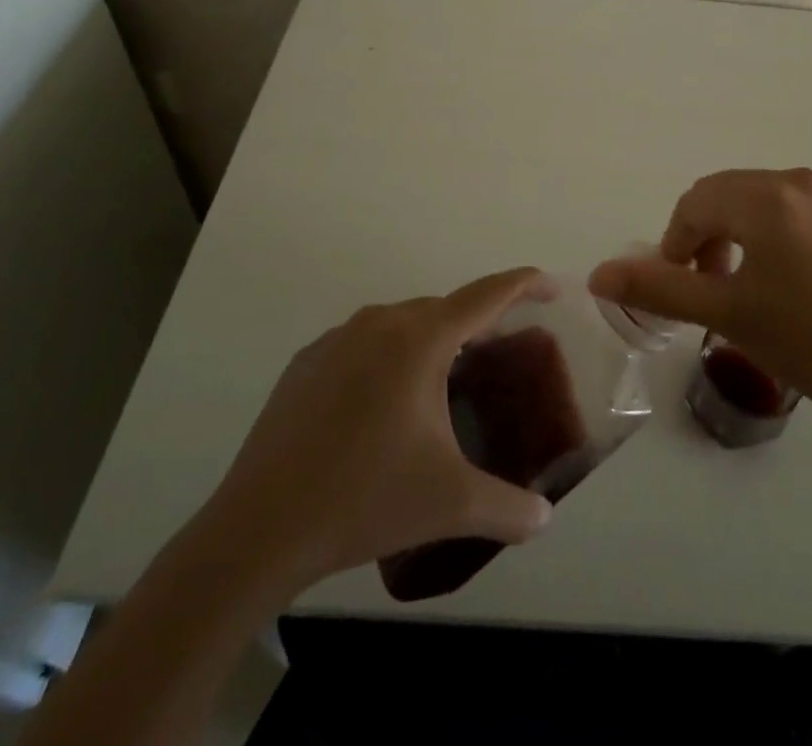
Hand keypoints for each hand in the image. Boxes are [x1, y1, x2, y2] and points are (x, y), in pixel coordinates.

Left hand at [200, 268, 558, 600]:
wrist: (259, 528)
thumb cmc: (365, 499)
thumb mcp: (450, 503)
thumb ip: (509, 508)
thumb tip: (544, 518)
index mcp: (422, 340)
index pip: (487, 295)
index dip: (525, 284)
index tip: (551, 285)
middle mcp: (381, 323)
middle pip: (444, 309)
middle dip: (477, 324)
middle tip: (497, 357)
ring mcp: (338, 338)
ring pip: (401, 323)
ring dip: (430, 341)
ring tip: (442, 384)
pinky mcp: (306, 361)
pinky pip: (363, 342)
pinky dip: (387, 357)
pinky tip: (382, 405)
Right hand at [590, 169, 811, 439]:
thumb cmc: (808, 342)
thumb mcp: (725, 313)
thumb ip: (658, 287)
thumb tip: (597, 273)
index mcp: (767, 196)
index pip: (696, 203)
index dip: (674, 243)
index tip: (679, 288)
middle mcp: (799, 182)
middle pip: (726, 195)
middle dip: (704, 236)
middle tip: (707, 289)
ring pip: (758, 203)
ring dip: (735, 235)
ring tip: (741, 287)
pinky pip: (792, 213)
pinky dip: (769, 236)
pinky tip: (783, 284)